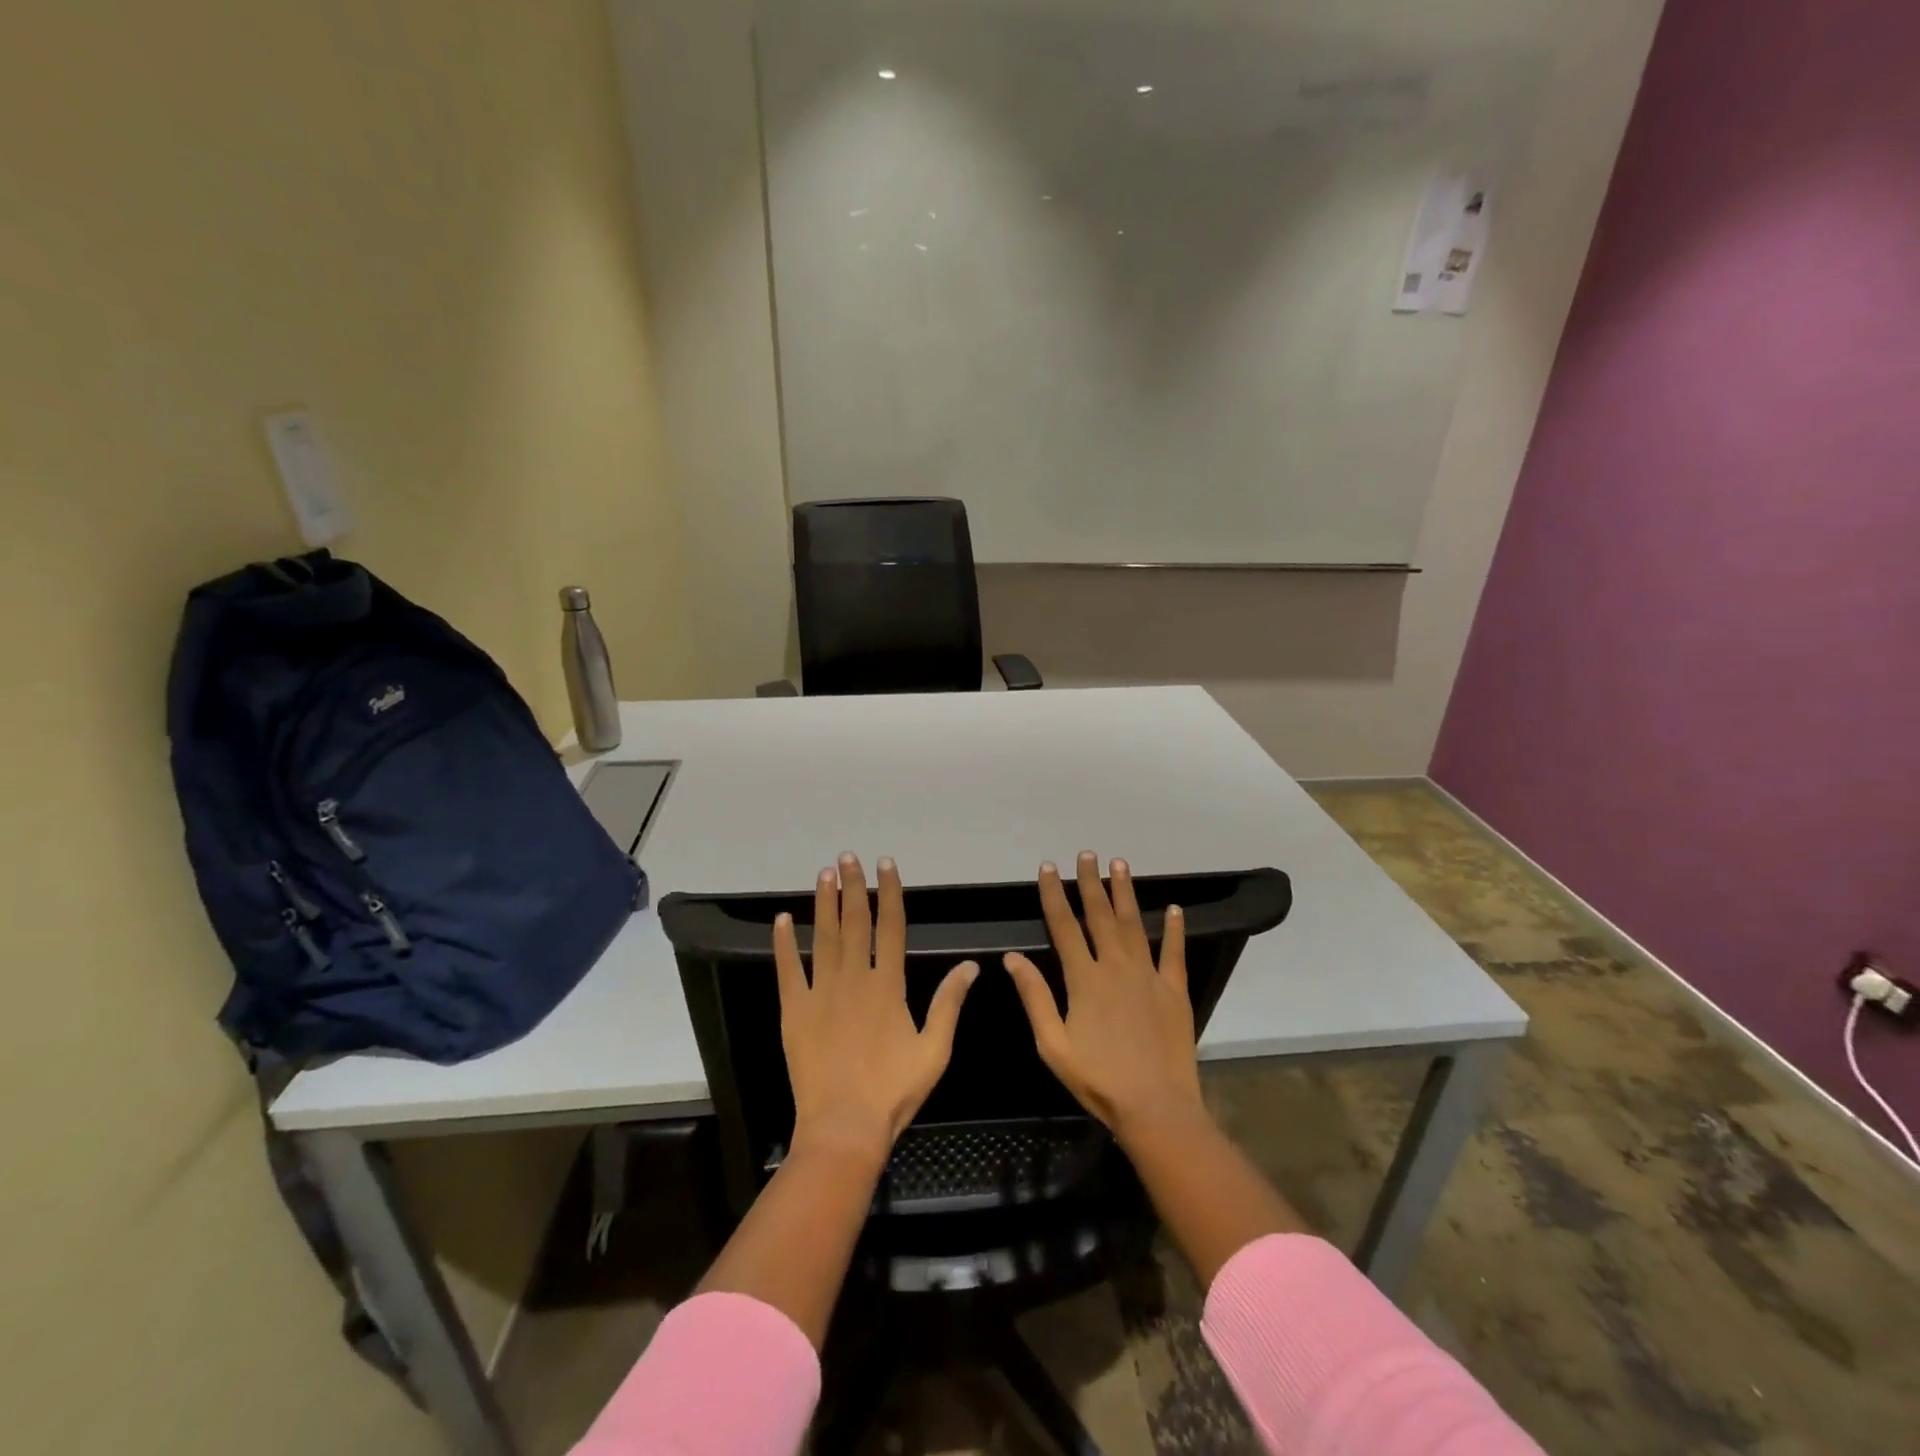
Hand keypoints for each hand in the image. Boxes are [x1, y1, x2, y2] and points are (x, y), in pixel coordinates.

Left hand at [775, 854, 978, 1170]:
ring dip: (824, 903)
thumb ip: (949, 1003)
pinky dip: (784, 943)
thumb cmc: (893, 1091)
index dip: (889, 892)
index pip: (891, 927)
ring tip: (824, 873)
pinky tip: (782, 920)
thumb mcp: (934, 1050)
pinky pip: (788, 969)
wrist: (843, 1127)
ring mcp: (821, 992)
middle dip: (853, 886)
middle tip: (848, 857)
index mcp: (888, 985)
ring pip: (823, 937)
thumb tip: (971, 965)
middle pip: (855, 922)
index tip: (885, 865)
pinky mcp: (795, 1010)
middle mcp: (854, 979)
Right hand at [1004, 852, 1206, 1142]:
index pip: (1064, 926)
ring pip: (1135, 924)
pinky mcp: (1174, 990)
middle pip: (1100, 915)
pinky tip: (1173, 908)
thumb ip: (1034, 997)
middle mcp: (1116, 967)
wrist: (1155, 1106)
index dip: (1054, 894)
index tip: (1048, 868)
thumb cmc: (1097, 1079)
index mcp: (1084, 978)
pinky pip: (1174, 952)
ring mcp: (1149, 976)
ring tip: (1120, 865)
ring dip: (1126, 893)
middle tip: (1088, 854)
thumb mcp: (1052, 1044)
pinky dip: (1174, 929)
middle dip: (1091, 882)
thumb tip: (1013, 958)